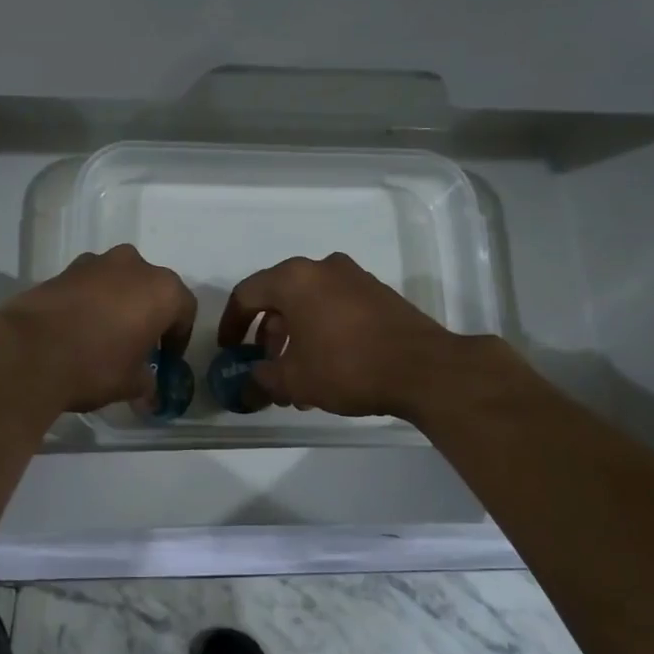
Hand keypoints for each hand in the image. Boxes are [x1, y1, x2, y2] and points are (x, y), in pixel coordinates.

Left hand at [0, 245, 196, 412]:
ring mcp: (96, 262)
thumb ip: (147, 382)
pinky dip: (90, 301)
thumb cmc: (94, 365)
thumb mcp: (130, 383)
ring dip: (118, 303)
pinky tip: (78, 329)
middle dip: (148, 314)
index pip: (184, 310)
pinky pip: (89, 285)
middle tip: (138, 345)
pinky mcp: (63, 269)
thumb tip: (148, 389)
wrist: (27, 351)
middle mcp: (134, 265)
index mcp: (162, 289)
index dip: (177, 338)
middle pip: (151, 289)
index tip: (165, 360)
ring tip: (105, 336)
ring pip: (118, 282)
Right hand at [217, 252, 479, 418]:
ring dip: (295, 335)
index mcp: (294, 279)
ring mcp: (354, 277)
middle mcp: (322, 268)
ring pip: (309, 303)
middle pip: (279, 297)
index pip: (247, 294)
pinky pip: (335, 306)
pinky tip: (326, 366)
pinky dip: (321, 330)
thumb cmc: (347, 367)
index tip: (228, 350)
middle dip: (266, 334)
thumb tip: (249, 385)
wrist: (424, 368)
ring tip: (296, 376)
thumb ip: (263, 380)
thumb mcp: (295, 380)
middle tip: (264, 365)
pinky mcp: (378, 293)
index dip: (231, 323)